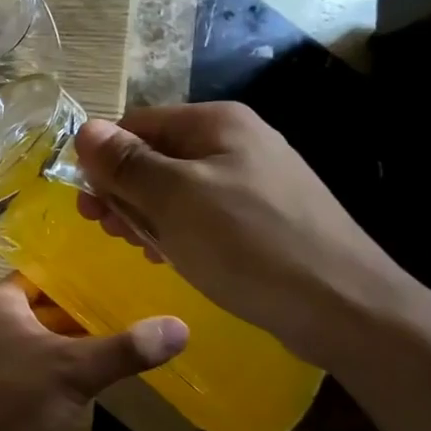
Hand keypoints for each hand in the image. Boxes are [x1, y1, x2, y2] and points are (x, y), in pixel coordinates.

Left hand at [0, 275, 186, 430]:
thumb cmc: (9, 396)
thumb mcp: (73, 369)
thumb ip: (125, 348)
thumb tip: (180, 327)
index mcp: (1, 298)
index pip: (48, 272)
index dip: (84, 274)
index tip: (125, 275)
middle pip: (48, 305)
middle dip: (87, 310)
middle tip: (137, 308)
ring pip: (43, 337)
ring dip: (75, 341)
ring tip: (125, 339)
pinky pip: (34, 363)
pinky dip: (60, 366)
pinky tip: (92, 378)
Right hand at [73, 103, 406, 368]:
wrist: (345, 307)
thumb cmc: (248, 244)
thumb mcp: (174, 199)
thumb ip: (126, 163)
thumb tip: (85, 130)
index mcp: (216, 123)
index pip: (137, 125)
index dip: (103, 160)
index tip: (86, 204)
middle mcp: (236, 140)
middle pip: (156, 155)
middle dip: (123, 190)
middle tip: (104, 230)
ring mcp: (254, 179)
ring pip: (177, 187)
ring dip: (147, 213)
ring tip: (136, 247)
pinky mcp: (264, 216)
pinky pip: (204, 212)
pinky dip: (179, 229)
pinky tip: (171, 255)